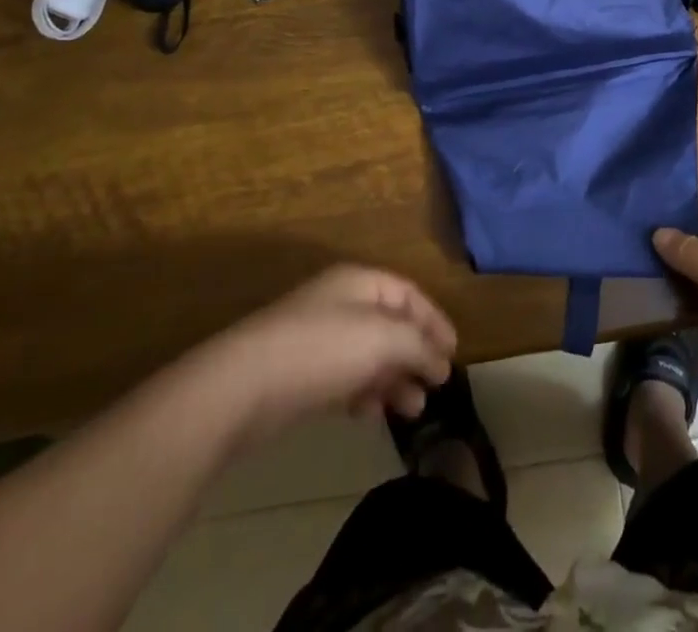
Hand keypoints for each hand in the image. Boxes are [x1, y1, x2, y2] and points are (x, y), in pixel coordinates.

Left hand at [200, 266, 456, 440]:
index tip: (453, 354)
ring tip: (411, 411)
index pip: (408, 294)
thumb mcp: (382, 339)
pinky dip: (364, 394)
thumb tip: (442, 361)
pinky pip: (345, 379)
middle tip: (434, 388)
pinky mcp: (301, 374)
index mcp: (360, 282)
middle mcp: (341, 304)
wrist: (244, 386)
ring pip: (369, 356)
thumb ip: (418, 346)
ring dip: (393, 380)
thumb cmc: (322, 349)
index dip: (434, 320)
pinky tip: (370, 415)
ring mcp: (319, 339)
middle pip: (390, 325)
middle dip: (415, 355)